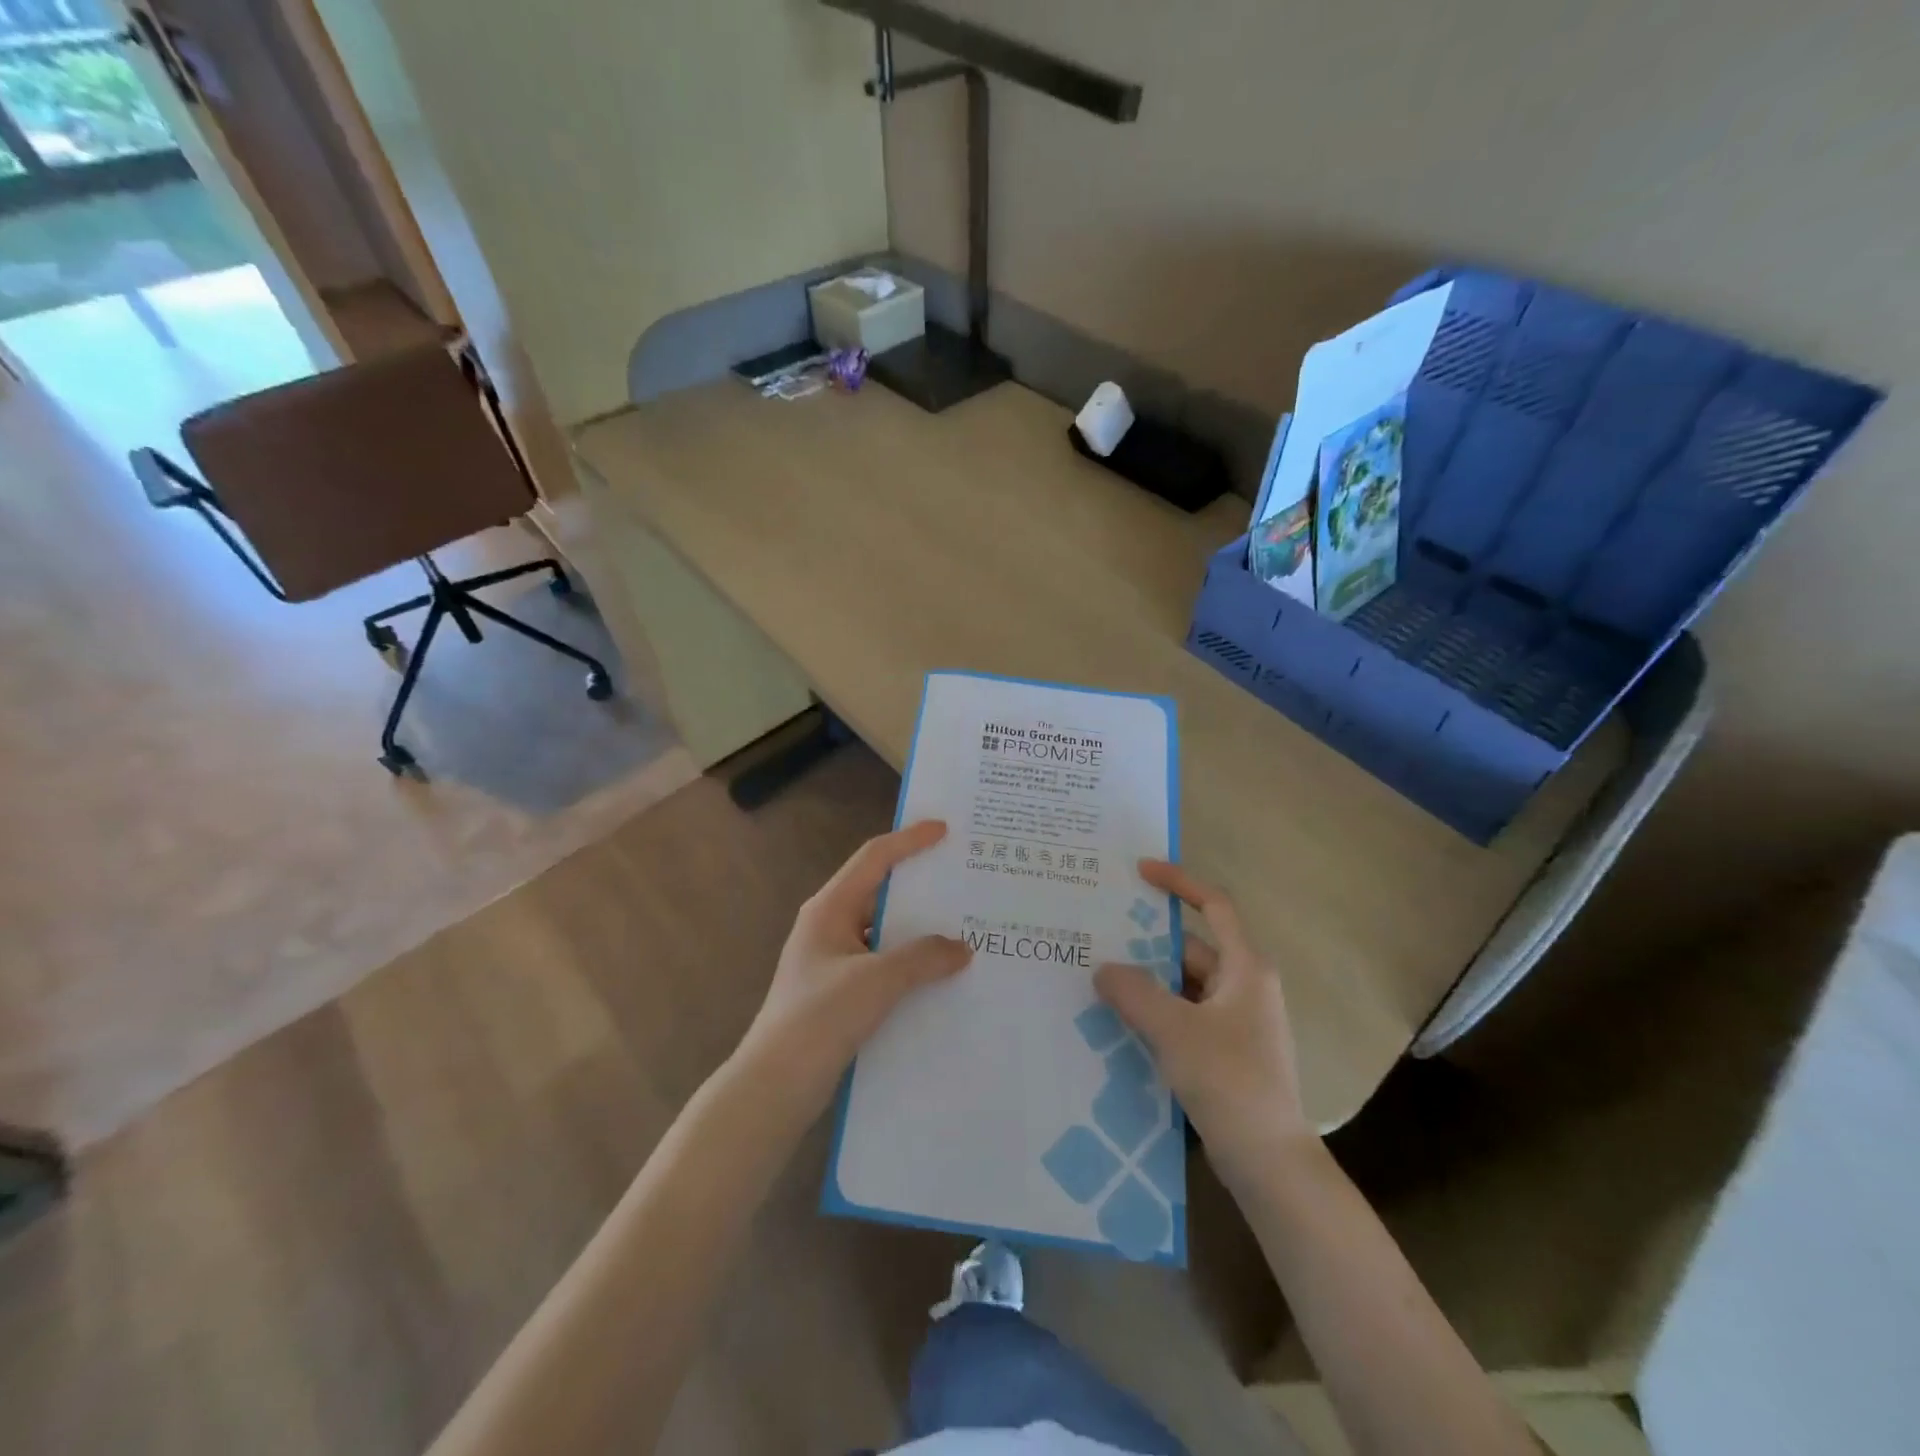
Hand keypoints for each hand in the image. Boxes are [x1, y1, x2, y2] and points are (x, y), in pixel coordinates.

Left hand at [738, 820, 971, 1112]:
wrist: (774, 1086)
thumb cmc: (819, 1019)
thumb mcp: (877, 982)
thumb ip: (922, 958)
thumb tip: (961, 947)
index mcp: (830, 908)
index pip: (874, 858)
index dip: (909, 840)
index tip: (944, 830)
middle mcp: (829, 926)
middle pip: (880, 890)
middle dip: (920, 884)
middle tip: (961, 878)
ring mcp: (832, 960)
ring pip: (883, 930)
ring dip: (918, 928)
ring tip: (961, 926)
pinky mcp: (838, 991)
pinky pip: (882, 962)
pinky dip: (909, 961)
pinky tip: (939, 974)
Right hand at [1094, 860, 1310, 1169]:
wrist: (1269, 1161)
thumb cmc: (1229, 1080)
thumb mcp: (1174, 1030)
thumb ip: (1134, 992)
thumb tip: (1103, 968)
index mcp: (1245, 967)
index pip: (1214, 905)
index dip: (1179, 882)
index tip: (1140, 871)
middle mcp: (1245, 986)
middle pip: (1191, 947)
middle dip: (1147, 941)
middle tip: (1100, 933)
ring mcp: (1237, 1021)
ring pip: (1184, 984)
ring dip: (1148, 980)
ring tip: (1099, 977)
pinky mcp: (1227, 1050)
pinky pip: (1185, 1015)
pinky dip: (1156, 1011)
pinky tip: (1120, 1021)